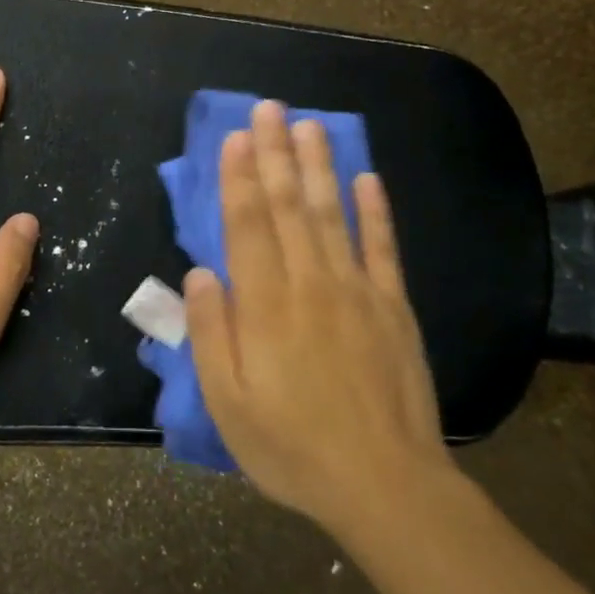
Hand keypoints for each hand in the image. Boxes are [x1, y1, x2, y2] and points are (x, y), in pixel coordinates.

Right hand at [185, 100, 452, 533]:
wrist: (386, 485)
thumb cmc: (292, 447)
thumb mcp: (228, 403)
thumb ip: (211, 333)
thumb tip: (200, 273)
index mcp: (266, 306)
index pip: (247, 226)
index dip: (239, 178)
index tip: (236, 136)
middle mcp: (311, 284)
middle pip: (288, 207)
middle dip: (275, 154)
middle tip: (269, 108)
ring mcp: (358, 291)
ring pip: (332, 215)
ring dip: (318, 167)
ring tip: (309, 125)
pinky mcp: (393, 307)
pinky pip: (383, 248)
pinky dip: (375, 210)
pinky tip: (367, 179)